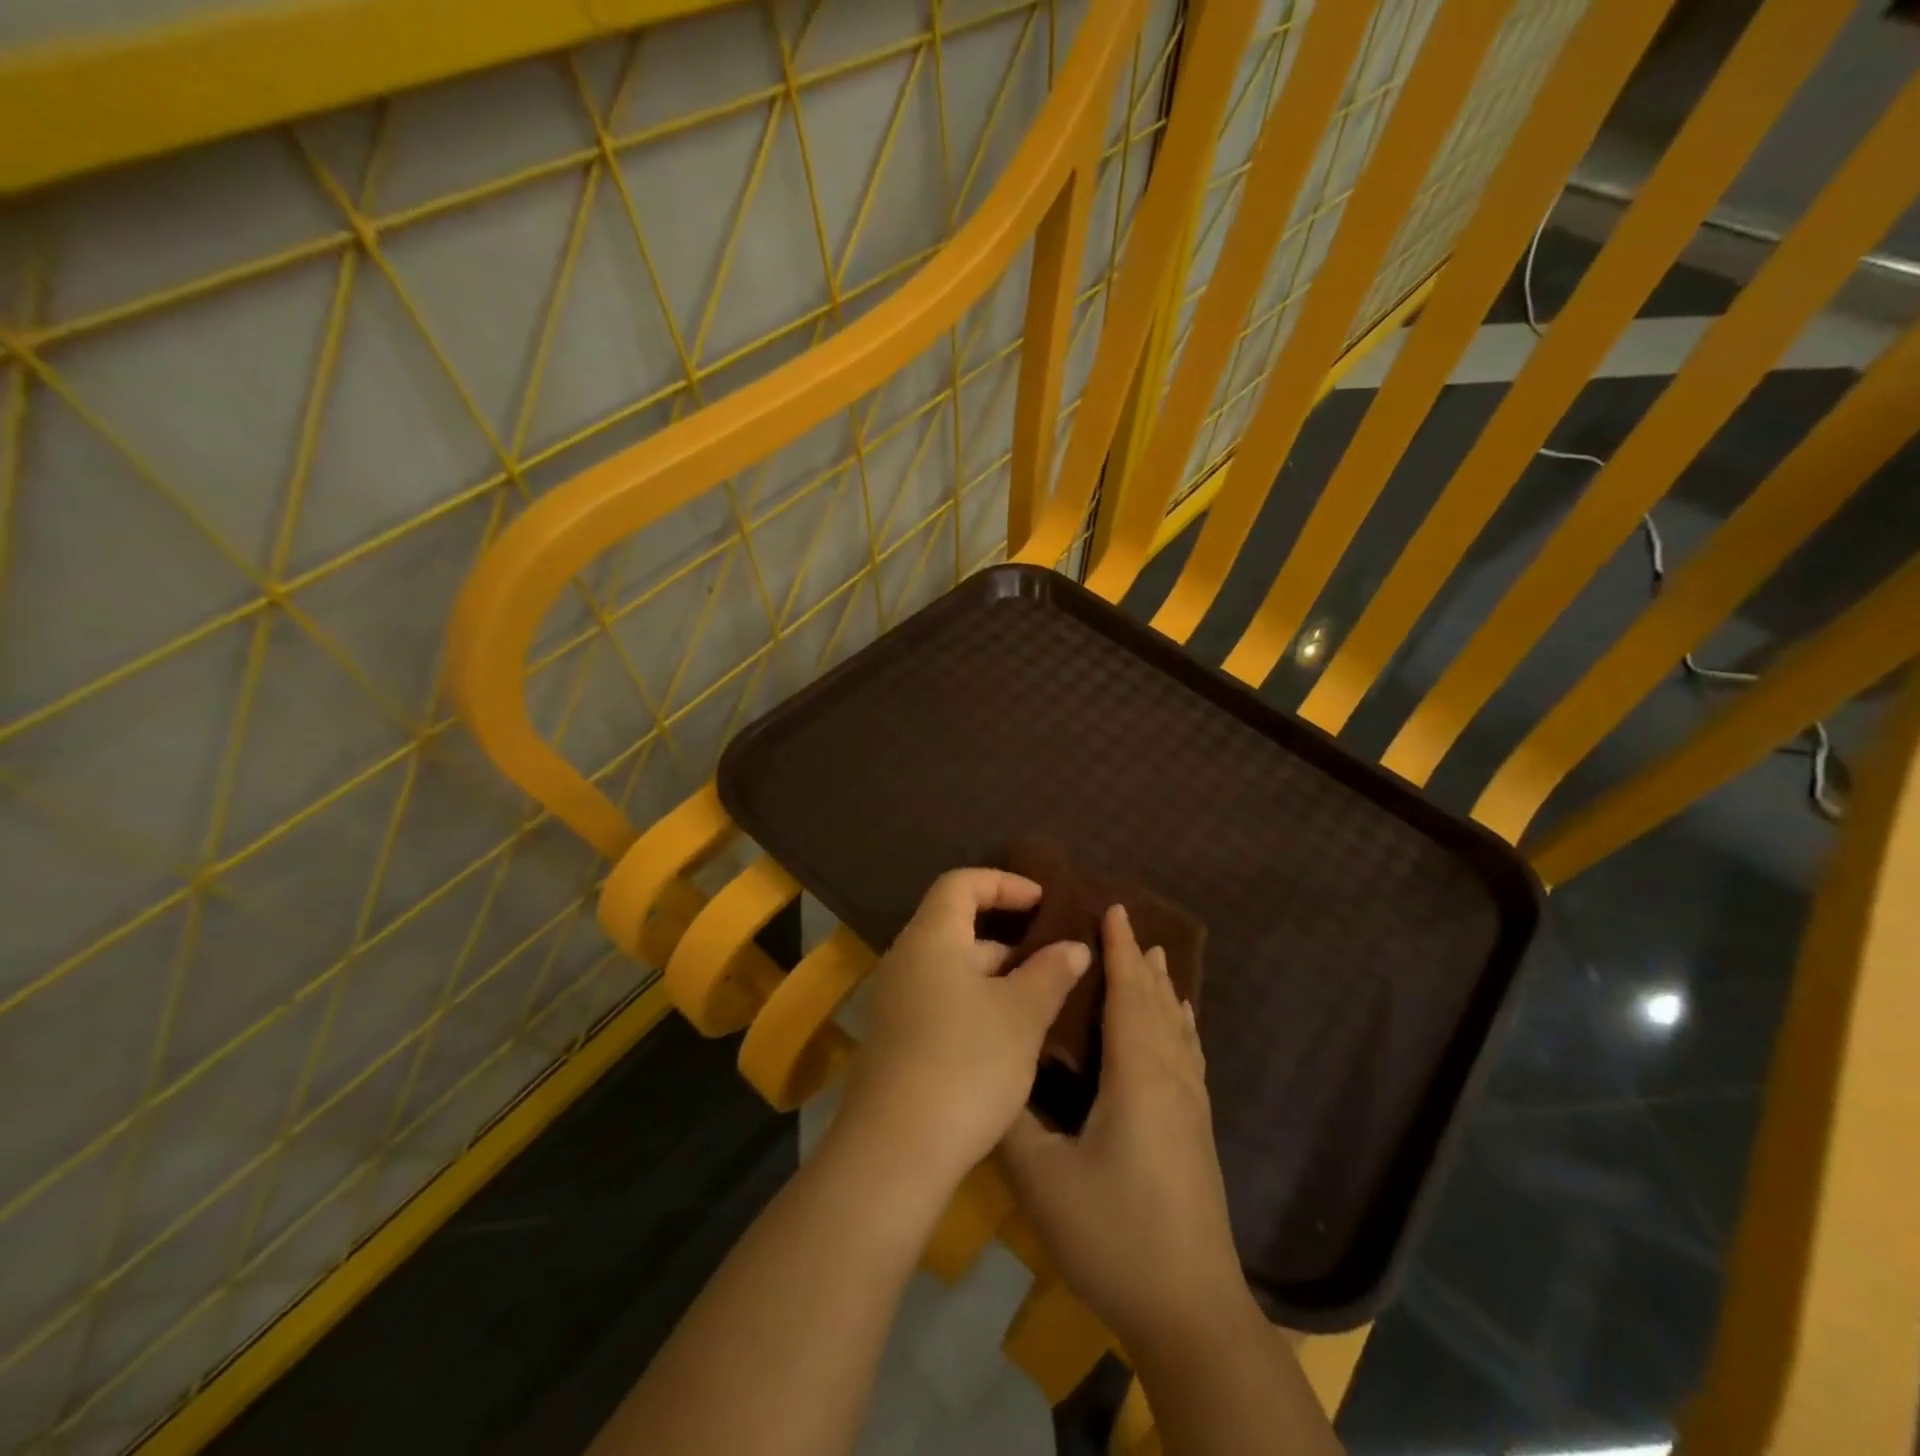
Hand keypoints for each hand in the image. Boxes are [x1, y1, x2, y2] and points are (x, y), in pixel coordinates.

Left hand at [835, 869, 1091, 1195]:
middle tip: (1052, 956)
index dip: (1004, 882)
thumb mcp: (1021, 1016)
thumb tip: (1074, 947)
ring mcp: (896, 1001)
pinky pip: (940, 999)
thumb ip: (1050, 973)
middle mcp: (906, 960)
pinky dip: (976, 1002)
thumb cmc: (966, 1064)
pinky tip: (1008, 1036)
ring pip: (951, 968)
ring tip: (1041, 999)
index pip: (961, 883)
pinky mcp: (895, 1039)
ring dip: (995, 975)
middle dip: (1007, 936)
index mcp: (931, 938)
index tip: (1044, 901)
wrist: (895, 1152)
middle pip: (956, 925)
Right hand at [1000, 905, 1254, 1353]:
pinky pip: (1189, 1053)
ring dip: (1164, 988)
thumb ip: (1011, 1118)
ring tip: (1156, 958)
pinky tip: (1180, 1025)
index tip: (1112, 908)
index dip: (1120, 950)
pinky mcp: (1198, 1130)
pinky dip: (1181, 1024)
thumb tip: (989, 1070)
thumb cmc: (1114, 1234)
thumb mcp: (1043, 1179)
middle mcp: (1171, 1077)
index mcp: (1137, 1075)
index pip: (1128, 994)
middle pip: (1157, 1002)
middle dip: (1141, 960)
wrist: (1191, 1310)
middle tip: (1125, 922)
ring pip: (1178, 1027)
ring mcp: (1191, 1105)